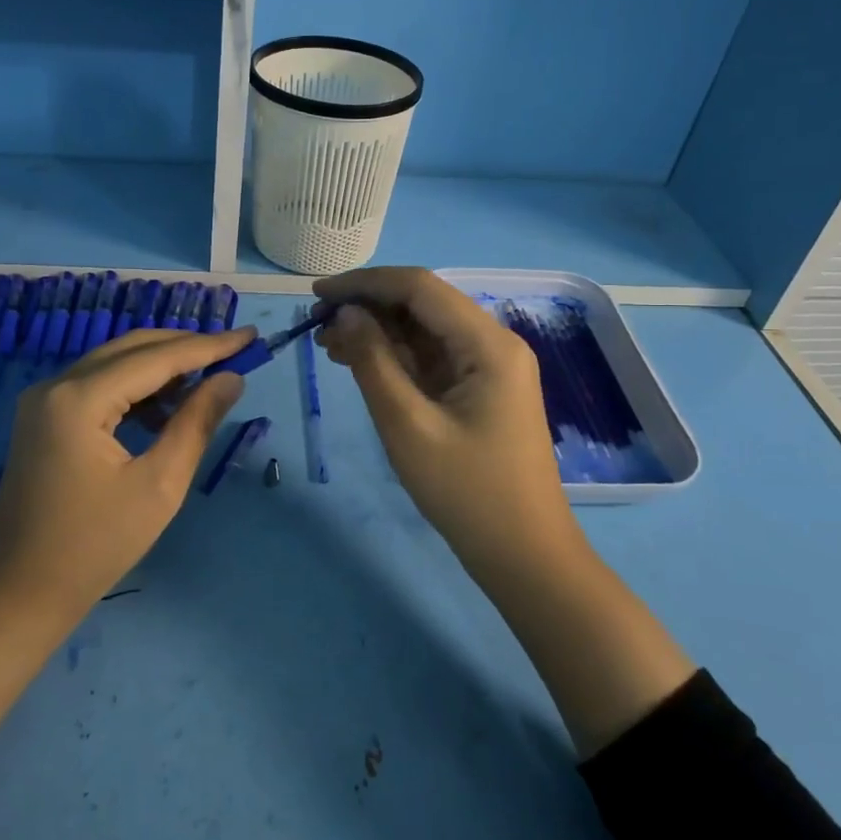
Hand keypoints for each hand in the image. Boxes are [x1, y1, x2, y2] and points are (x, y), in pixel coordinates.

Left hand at [0, 326, 256, 618]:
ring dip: (161, 365)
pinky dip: (136, 386)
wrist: (19, 594)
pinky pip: (98, 384)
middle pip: (132, 348)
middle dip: (186, 347)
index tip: (251, 336)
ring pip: (114, 362)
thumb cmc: (95, 546)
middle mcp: (56, 385)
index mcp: (80, 399)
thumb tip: (231, 378)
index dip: (208, 346)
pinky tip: (167, 405)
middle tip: (235, 350)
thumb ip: (196, 423)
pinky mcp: (43, 417)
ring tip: (209, 377)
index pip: (156, 358)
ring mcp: (44, 399)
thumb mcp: (160, 485)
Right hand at [314, 267, 576, 575]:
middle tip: (316, 323)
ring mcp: (489, 367)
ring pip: (424, 330)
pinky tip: (358, 362)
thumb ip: (374, 362)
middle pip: (423, 304)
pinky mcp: (480, 389)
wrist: (524, 556)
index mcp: (488, 344)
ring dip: (378, 331)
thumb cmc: (467, 493)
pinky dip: (395, 357)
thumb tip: (347, 313)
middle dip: (368, 307)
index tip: (318, 293)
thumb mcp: (408, 426)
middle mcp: (493, 343)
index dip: (365, 283)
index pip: (420, 287)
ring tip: (328, 345)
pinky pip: (432, 358)